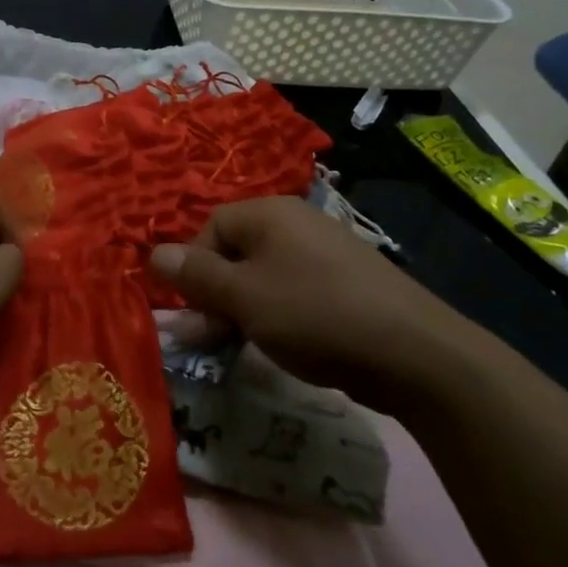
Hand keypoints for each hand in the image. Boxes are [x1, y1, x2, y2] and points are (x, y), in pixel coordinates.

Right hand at [149, 196, 492, 415]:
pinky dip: (279, 315)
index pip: (209, 229)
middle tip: (212, 338)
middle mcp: (295, 223)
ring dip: (244, 309)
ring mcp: (325, 252)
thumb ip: (196, 275)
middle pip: (235, 252)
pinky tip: (286, 344)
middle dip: (216, 294)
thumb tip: (153, 253)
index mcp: (269, 214)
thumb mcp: (243, 297)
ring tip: (246, 344)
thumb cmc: (314, 314)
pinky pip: (295, 291)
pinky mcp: (346, 283)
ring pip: (264, 276)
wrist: (415, 353)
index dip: (194, 269)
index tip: (195, 313)